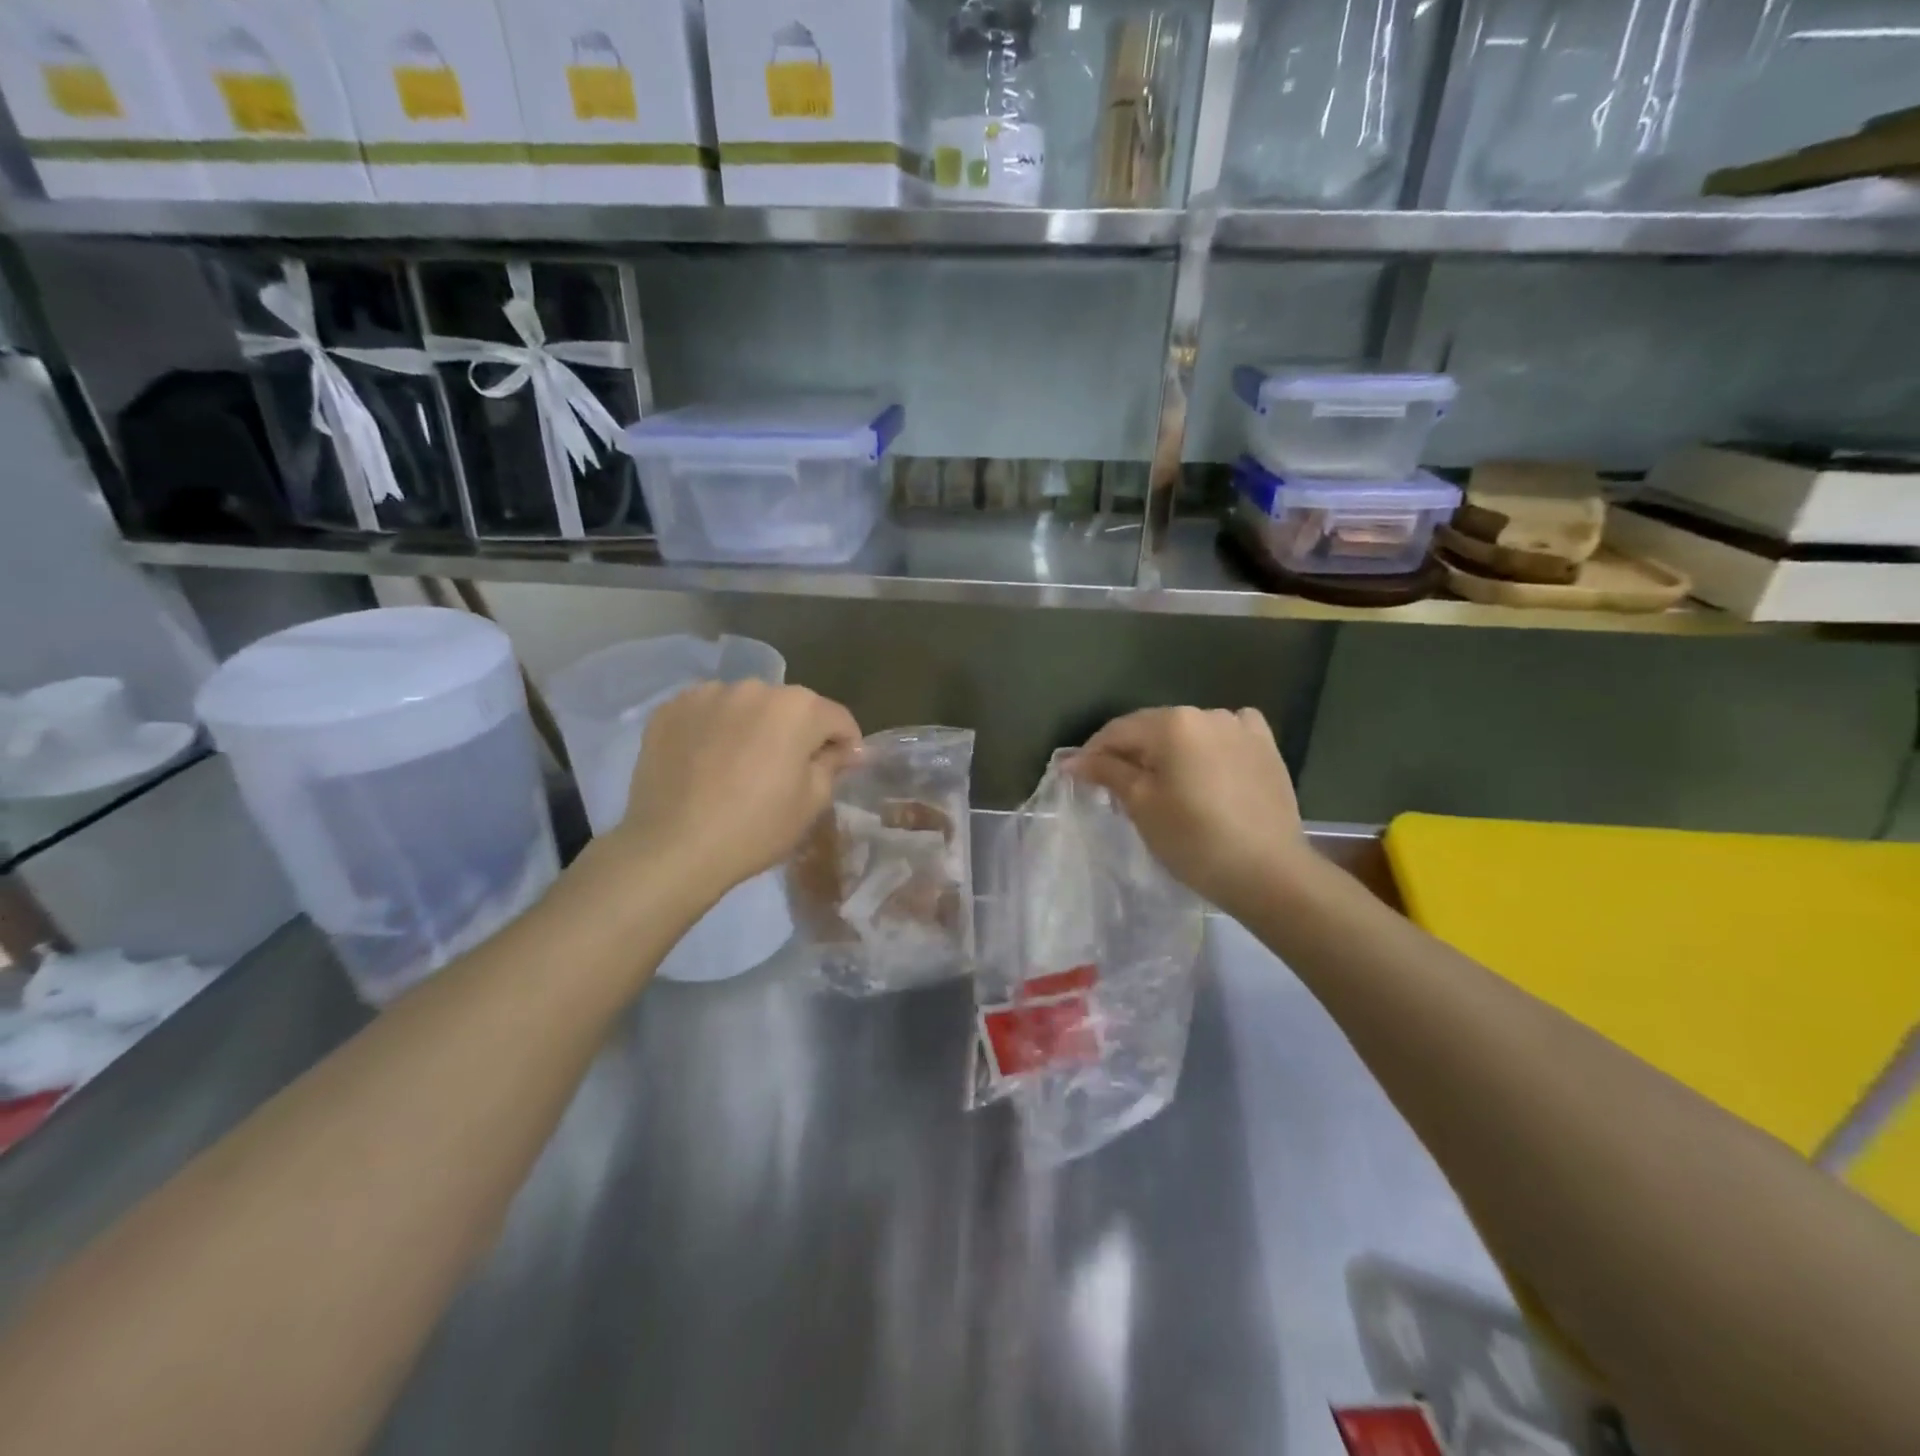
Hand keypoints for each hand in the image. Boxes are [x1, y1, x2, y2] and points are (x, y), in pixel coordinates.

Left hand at [616, 682, 861, 899]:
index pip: (837, 718)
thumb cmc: (756, 827)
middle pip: (790, 708)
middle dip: (796, 732)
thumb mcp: (811, 802)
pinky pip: (707, 713)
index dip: (846, 744)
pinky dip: (714, 729)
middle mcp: (754, 687)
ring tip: (741, 765)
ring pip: (746, 706)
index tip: (841, 769)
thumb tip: (846, 750)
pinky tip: (707, 762)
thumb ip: (833, 765)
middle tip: (787, 771)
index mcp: (798, 708)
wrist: (673, 847)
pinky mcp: (670, 709)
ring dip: (753, 727)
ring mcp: (707, 694)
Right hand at [1069, 707, 1311, 919]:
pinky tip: (1207, 768)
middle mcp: (1207, 713)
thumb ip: (1107, 772)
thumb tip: (1074, 760)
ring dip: (1168, 752)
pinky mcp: (1266, 747)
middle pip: (1153, 728)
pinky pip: (1227, 736)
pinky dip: (1209, 747)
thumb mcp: (1141, 805)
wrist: (1268, 872)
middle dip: (1130, 754)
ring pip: (1188, 733)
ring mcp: (1241, 727)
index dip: (1093, 753)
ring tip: (1161, 785)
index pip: (1118, 731)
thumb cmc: (1194, 839)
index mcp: (1172, 723)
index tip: (1077, 778)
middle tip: (1114, 788)